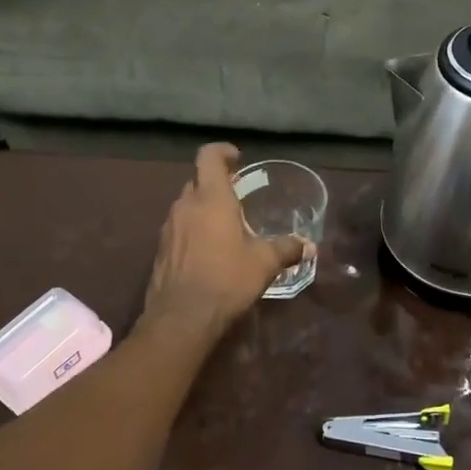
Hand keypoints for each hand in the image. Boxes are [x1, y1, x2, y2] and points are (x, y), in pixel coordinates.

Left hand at [142, 144, 310, 335]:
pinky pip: (179, 228)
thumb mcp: (264, 263)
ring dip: (204, 208)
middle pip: (198, 181)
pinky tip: (209, 251)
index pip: (209, 156)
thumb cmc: (226, 279)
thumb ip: (286, 249)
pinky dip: (194, 230)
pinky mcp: (161, 250)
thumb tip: (309, 246)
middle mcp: (185, 206)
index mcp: (211, 198)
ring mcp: (169, 228)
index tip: (238, 159)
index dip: (222, 151)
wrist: (181, 318)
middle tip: (238, 195)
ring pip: (187, 205)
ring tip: (226, 225)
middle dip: (216, 184)